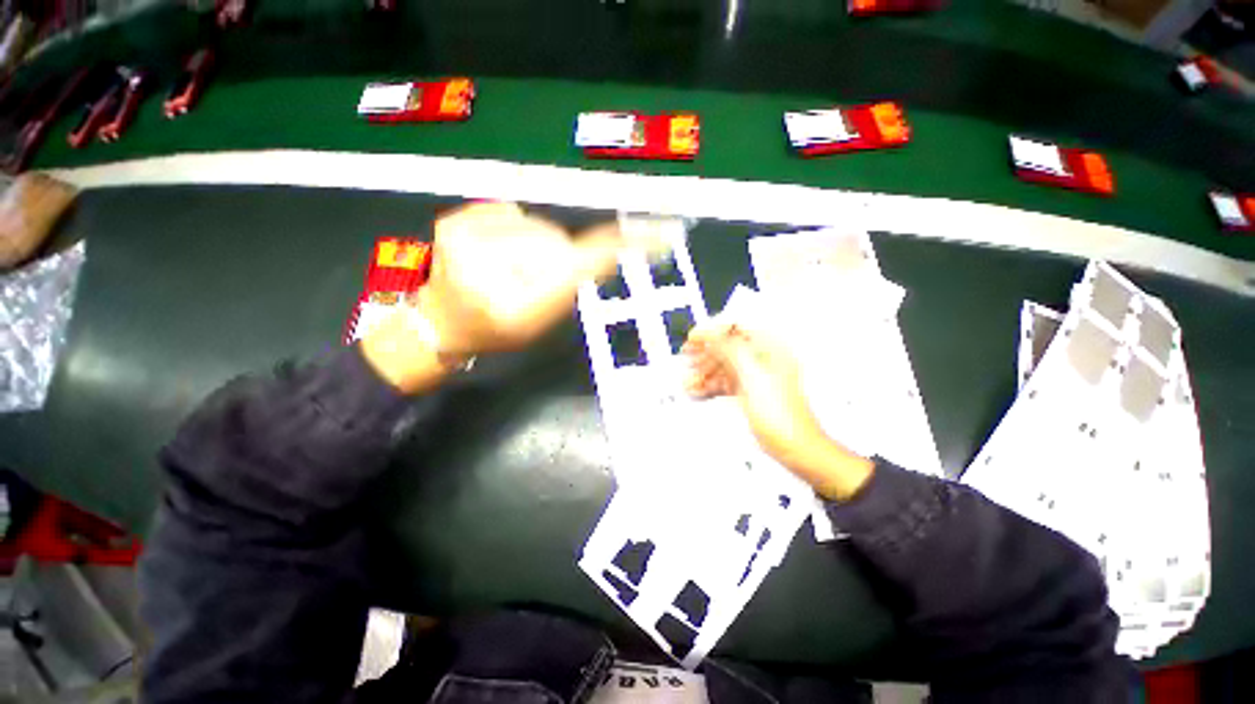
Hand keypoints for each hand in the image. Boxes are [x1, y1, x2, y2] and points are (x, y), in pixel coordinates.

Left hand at [362, 203, 622, 392]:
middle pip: (555, 241)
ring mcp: (463, 239)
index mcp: (516, 307)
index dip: (612, 248)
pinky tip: (494, 250)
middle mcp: (489, 270)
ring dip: (536, 243)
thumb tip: (600, 252)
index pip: (575, 266)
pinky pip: (510, 213)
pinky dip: (513, 229)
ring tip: (511, 266)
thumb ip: (569, 288)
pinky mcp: (453, 221)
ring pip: (535, 226)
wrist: (441, 324)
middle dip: (558, 255)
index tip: (651, 234)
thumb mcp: (540, 323)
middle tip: (538, 277)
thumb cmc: (497, 332)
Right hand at [682, 321, 873, 499]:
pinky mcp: (749, 391)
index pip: (737, 328)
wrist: (793, 446)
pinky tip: (697, 390)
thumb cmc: (784, 416)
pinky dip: (710, 385)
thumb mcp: (752, 376)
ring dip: (704, 371)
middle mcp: (763, 359)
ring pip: (724, 366)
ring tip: (688, 378)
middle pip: (727, 347)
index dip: (713, 331)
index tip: (695, 337)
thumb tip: (712, 334)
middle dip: (705, 353)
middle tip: (687, 356)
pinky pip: (725, 382)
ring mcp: (755, 376)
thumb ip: (731, 351)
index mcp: (770, 349)